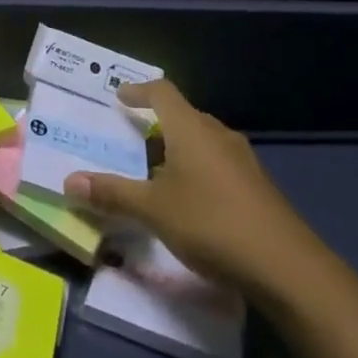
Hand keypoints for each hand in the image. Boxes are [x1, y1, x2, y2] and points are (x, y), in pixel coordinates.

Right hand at [64, 81, 329, 303]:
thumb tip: (69, 181)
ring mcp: (243, 161)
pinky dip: (198, 171)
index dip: (138, 90)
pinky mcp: (258, 187)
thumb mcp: (154, 210)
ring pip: (203, 141)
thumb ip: (112, 194)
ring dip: (179, 150)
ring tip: (157, 173)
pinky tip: (191, 202)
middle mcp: (218, 134)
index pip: (162, 92)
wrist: (288, 267)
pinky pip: (219, 164)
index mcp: (191, 128)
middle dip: (157, 124)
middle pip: (183, 115)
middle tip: (132, 141)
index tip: (120, 97)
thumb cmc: (212, 223)